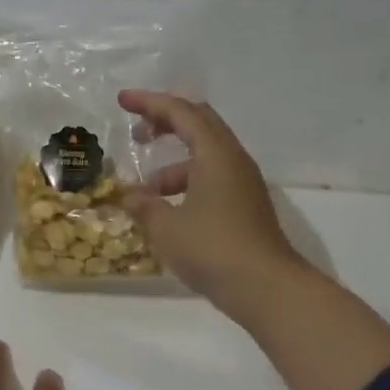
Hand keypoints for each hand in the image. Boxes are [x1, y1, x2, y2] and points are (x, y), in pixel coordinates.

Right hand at [117, 90, 305, 306]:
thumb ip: (144, 206)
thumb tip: (130, 196)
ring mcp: (244, 183)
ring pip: (205, 155)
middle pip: (199, 124)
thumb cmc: (213, 250)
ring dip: (174, 164)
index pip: (181, 112)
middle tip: (138, 134)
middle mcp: (233, 160)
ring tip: (146, 191)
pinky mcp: (246, 205)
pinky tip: (169, 211)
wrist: (267, 288)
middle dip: (166, 123)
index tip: (123, 101)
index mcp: (215, 154)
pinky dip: (188, 183)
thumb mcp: (166, 228)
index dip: (150, 103)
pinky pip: (213, 178)